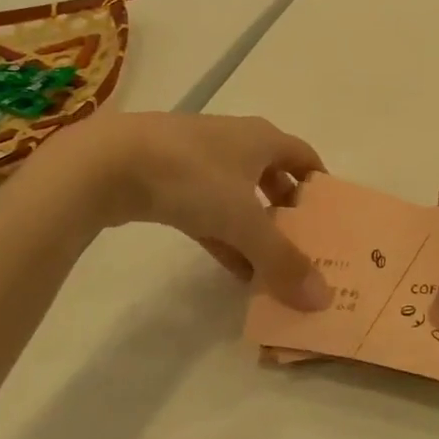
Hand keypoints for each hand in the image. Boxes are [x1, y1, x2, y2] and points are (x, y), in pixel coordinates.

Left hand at [29, 113, 332, 309]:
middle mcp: (235, 143)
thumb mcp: (244, 221)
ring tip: (272, 269)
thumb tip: (322, 299)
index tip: (331, 220)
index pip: (305, 157)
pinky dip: (224, 237)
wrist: (107, 163)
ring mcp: (199, 160)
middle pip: (273, 178)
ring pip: (239, 197)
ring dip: (256, 230)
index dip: (320, 186)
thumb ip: (282, 260)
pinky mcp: (167, 181)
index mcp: (262, 139)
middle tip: (304, 248)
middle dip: (288, 212)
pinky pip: (208, 211)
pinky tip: (234, 269)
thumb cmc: (192, 177)